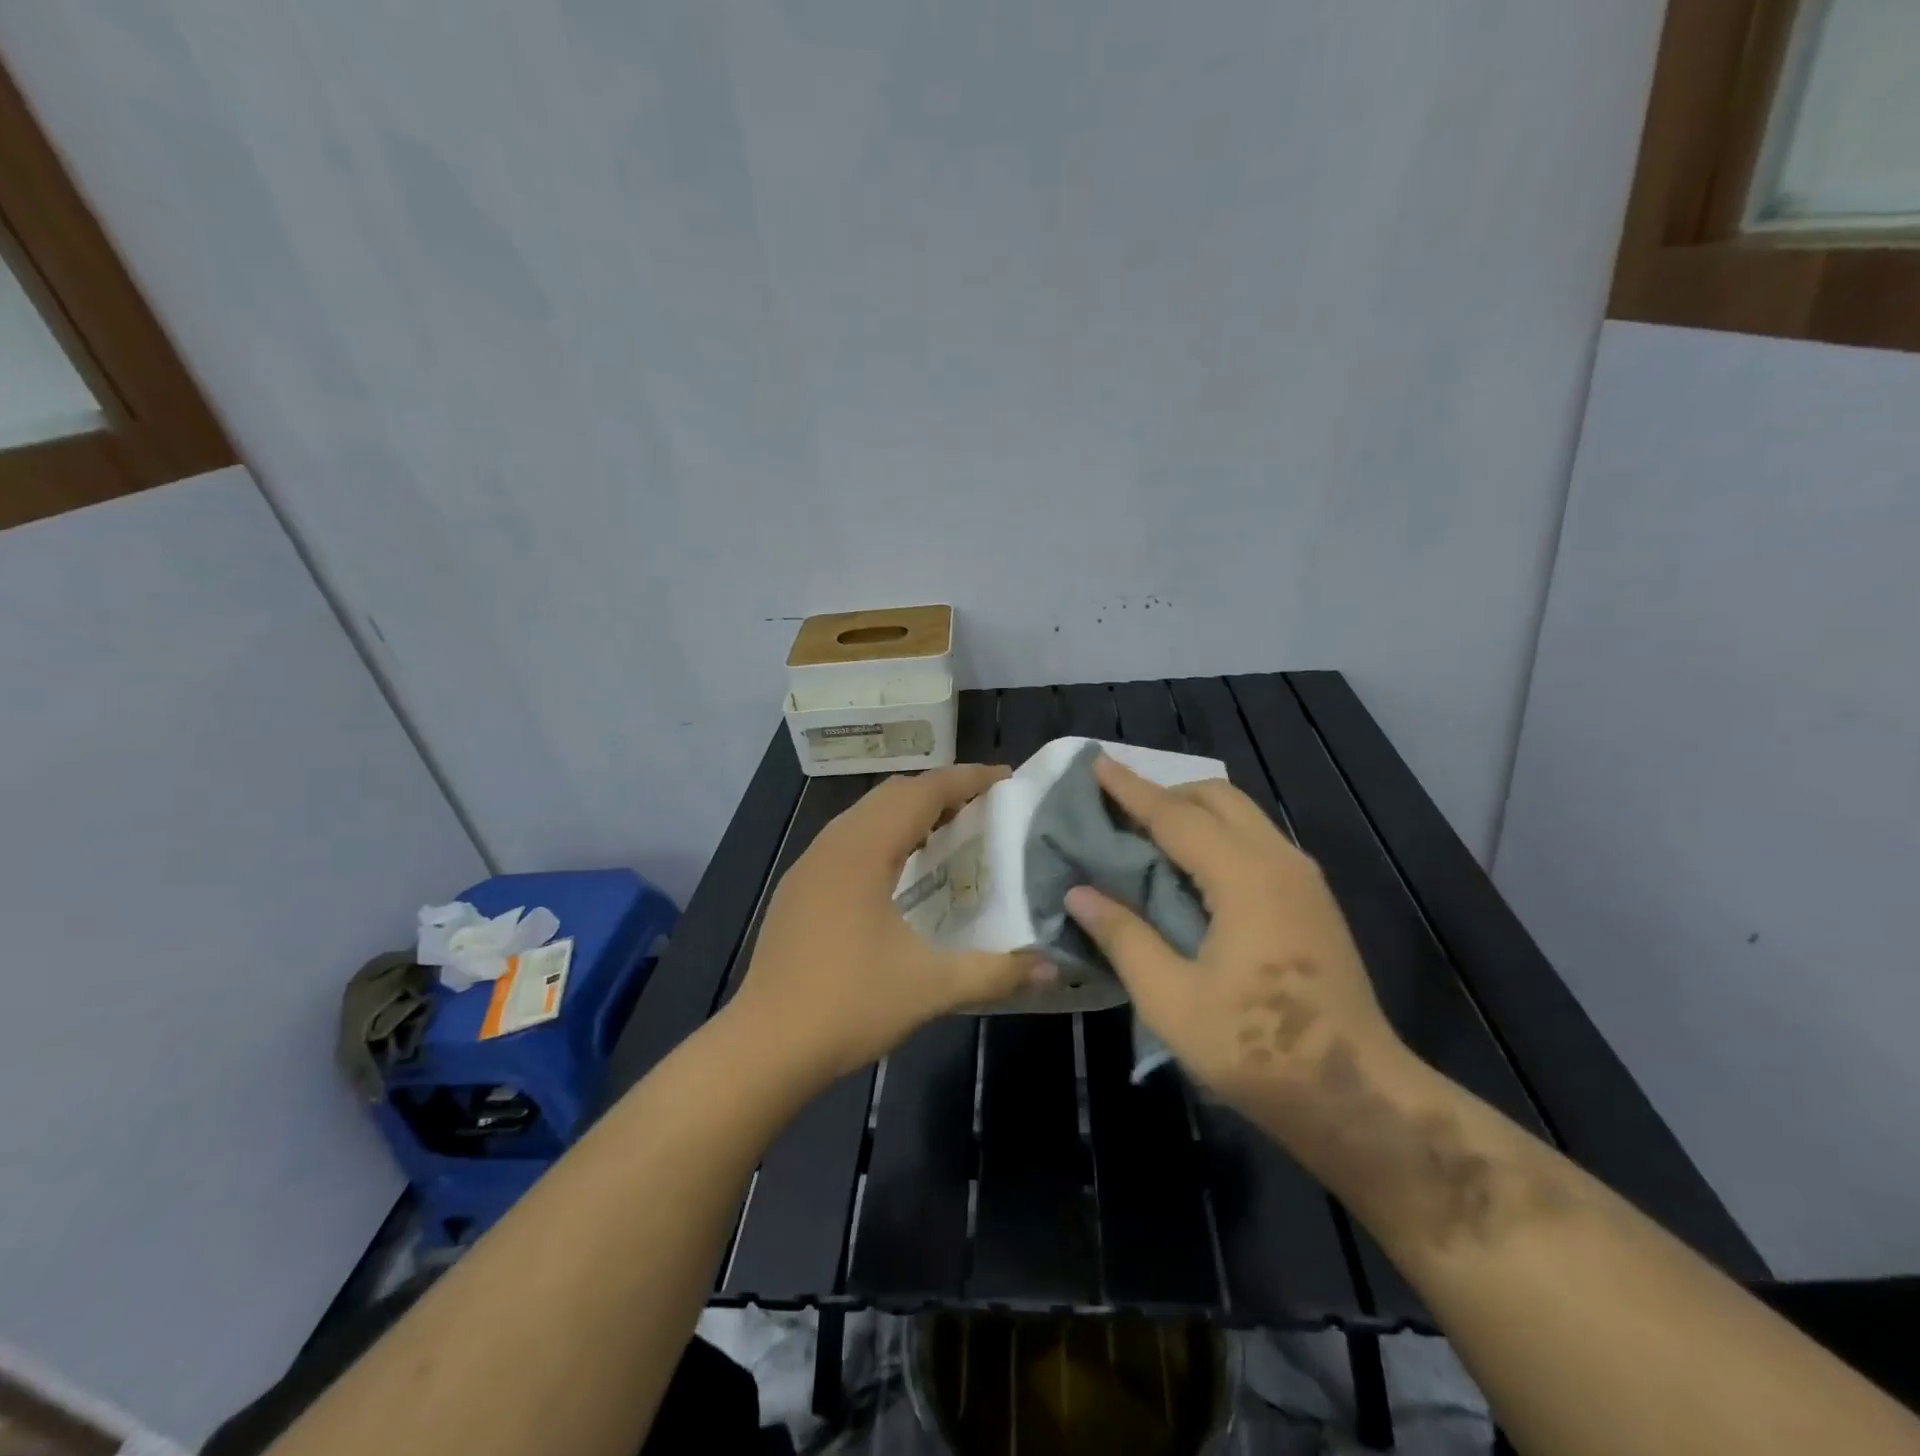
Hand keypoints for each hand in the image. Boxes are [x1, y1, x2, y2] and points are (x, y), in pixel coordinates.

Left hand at [728, 765, 1048, 1082]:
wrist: (765, 1046)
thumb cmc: (849, 1005)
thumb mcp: (931, 988)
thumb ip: (996, 973)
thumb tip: (1052, 966)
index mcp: (863, 852)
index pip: (922, 793)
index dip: (966, 779)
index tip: (1005, 778)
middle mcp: (833, 845)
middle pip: (892, 794)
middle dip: (940, 791)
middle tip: (983, 806)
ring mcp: (809, 866)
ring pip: (865, 815)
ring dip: (908, 812)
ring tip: (948, 831)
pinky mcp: (798, 889)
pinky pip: (848, 839)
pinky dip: (883, 835)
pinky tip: (899, 869)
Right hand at [1064, 756, 1407, 1131]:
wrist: (1355, 1095)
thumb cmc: (1255, 1047)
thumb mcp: (1170, 999)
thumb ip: (1123, 936)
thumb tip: (1078, 892)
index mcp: (1244, 876)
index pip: (1175, 816)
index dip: (1131, 790)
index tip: (1096, 762)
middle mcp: (1279, 861)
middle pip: (1217, 798)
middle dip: (1166, 793)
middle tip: (1119, 811)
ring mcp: (1303, 880)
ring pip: (1242, 816)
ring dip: (1194, 812)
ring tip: (1148, 835)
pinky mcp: (1313, 901)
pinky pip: (1257, 841)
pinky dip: (1218, 835)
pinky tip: (1193, 870)